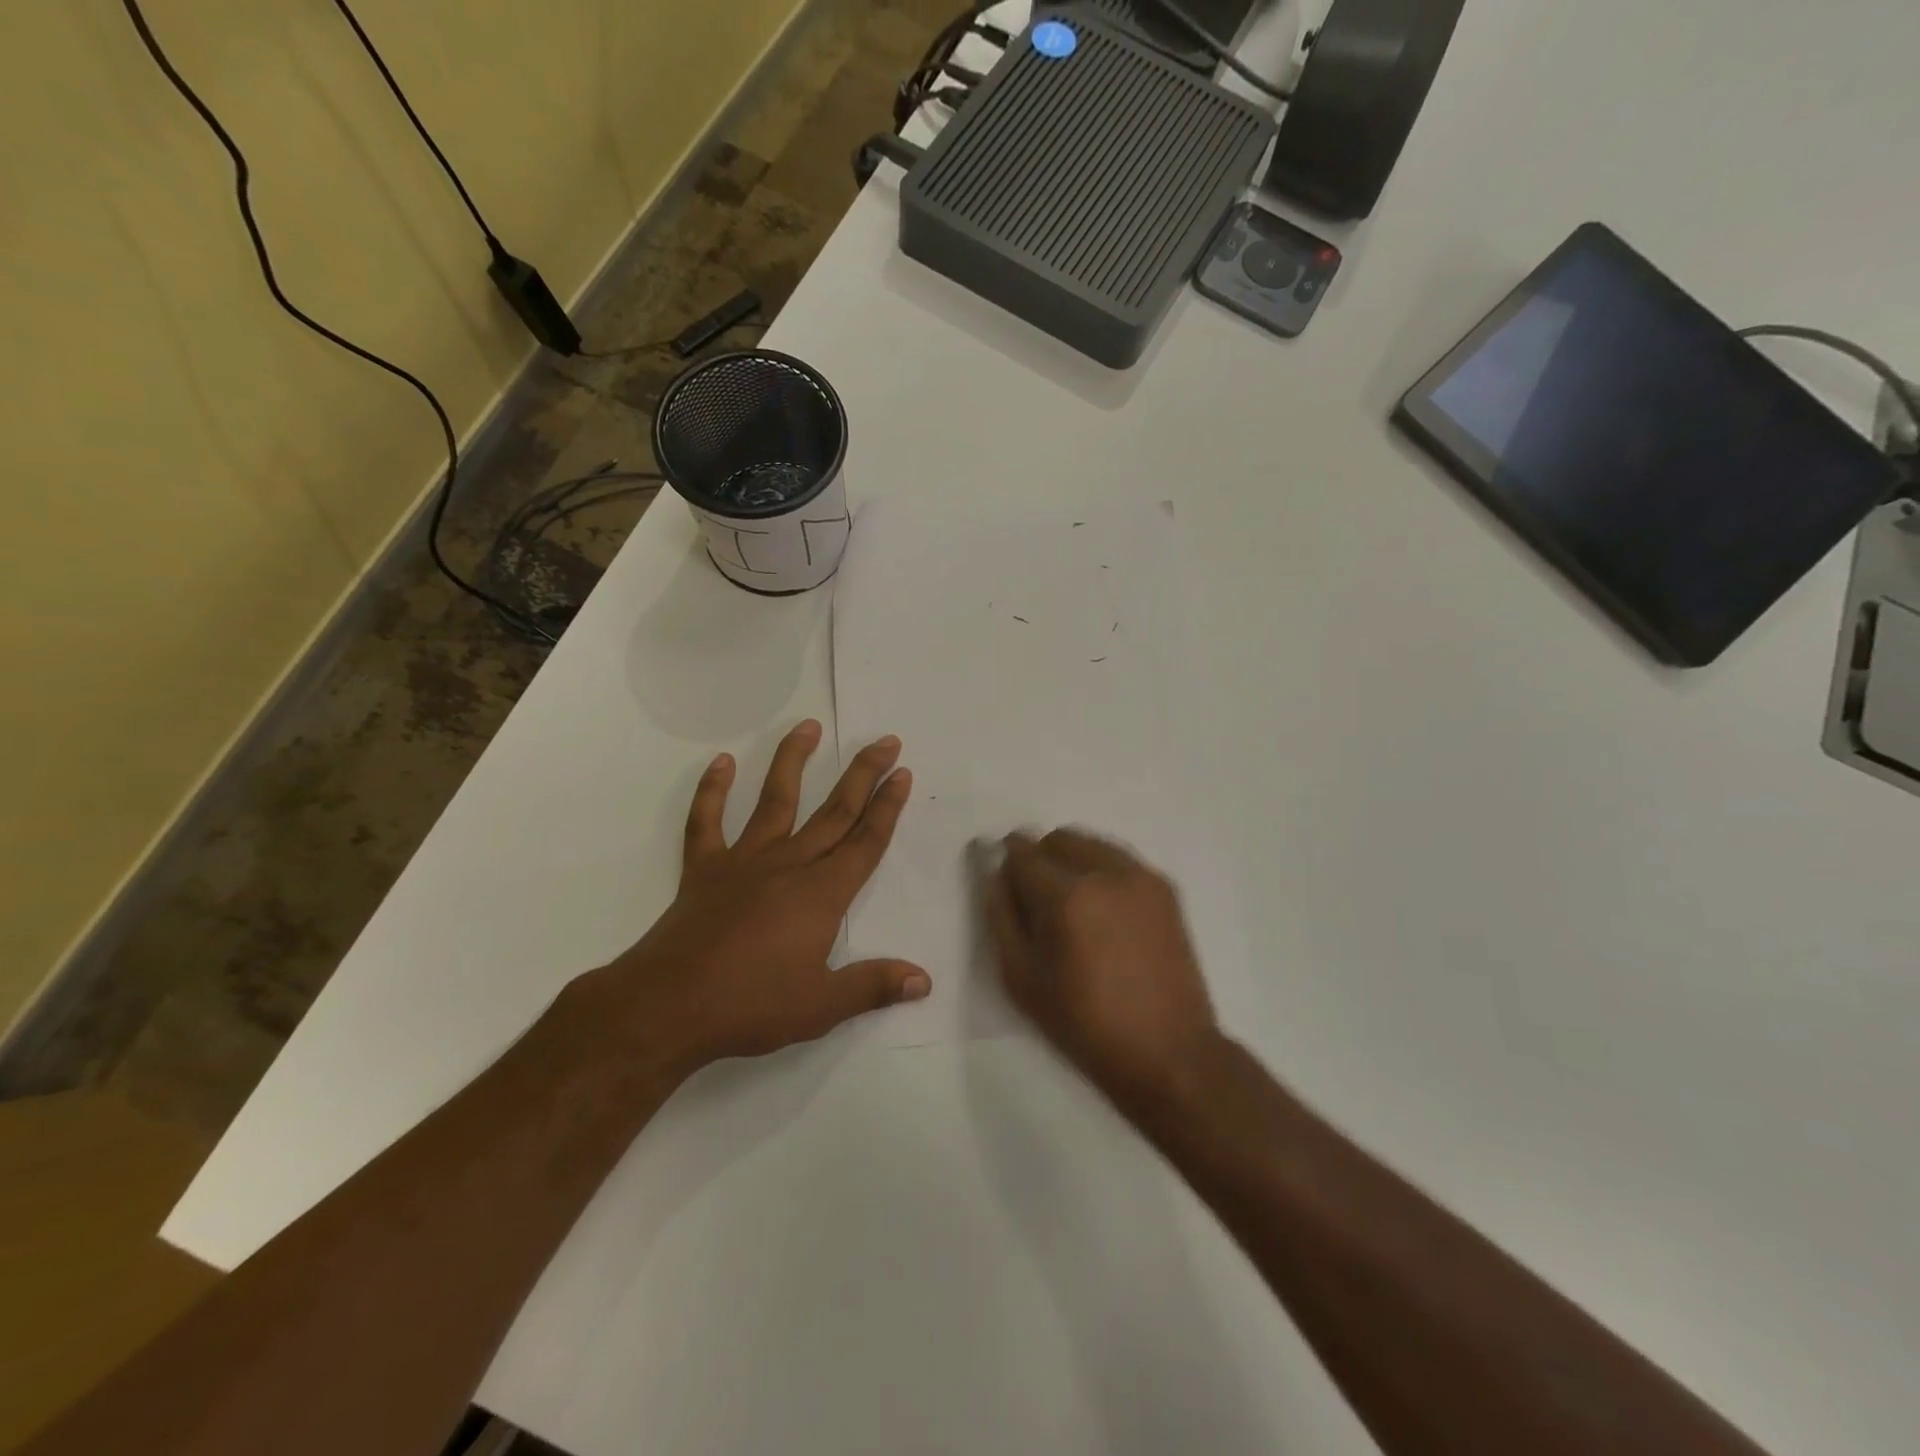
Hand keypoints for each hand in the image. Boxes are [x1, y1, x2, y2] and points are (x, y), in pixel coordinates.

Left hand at [581, 720, 929, 1079]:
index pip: (865, 841)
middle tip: (884, 740)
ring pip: (775, 800)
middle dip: (863, 774)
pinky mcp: (704, 869)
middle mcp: (789, 865)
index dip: (887, 806)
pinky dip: (712, 790)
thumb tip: (924, 980)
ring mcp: (743, 861)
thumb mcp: (823, 1006)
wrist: (668, 1006)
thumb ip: (874, 985)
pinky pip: (707, 821)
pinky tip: (721, 762)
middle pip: (834, 811)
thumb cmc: (751, 1005)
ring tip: (809, 726)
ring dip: (793, 761)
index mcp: (822, 894)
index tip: (902, 772)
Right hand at [985, 829, 1219, 1111]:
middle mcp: (1106, 872)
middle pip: (1059, 838)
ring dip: (1071, 860)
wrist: (1167, 1051)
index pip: (1023, 852)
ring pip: (1092, 843)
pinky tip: (1103, 911)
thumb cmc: (1084, 1023)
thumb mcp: (1021, 978)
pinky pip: (1120, 860)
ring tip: (1073, 906)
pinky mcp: (1164, 888)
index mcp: (1066, 895)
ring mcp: (1141, 876)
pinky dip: (1102, 870)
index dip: (1007, 860)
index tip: (1005, 879)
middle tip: (1037, 899)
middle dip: (1040, 857)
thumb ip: (1000, 915)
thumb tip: (995, 873)